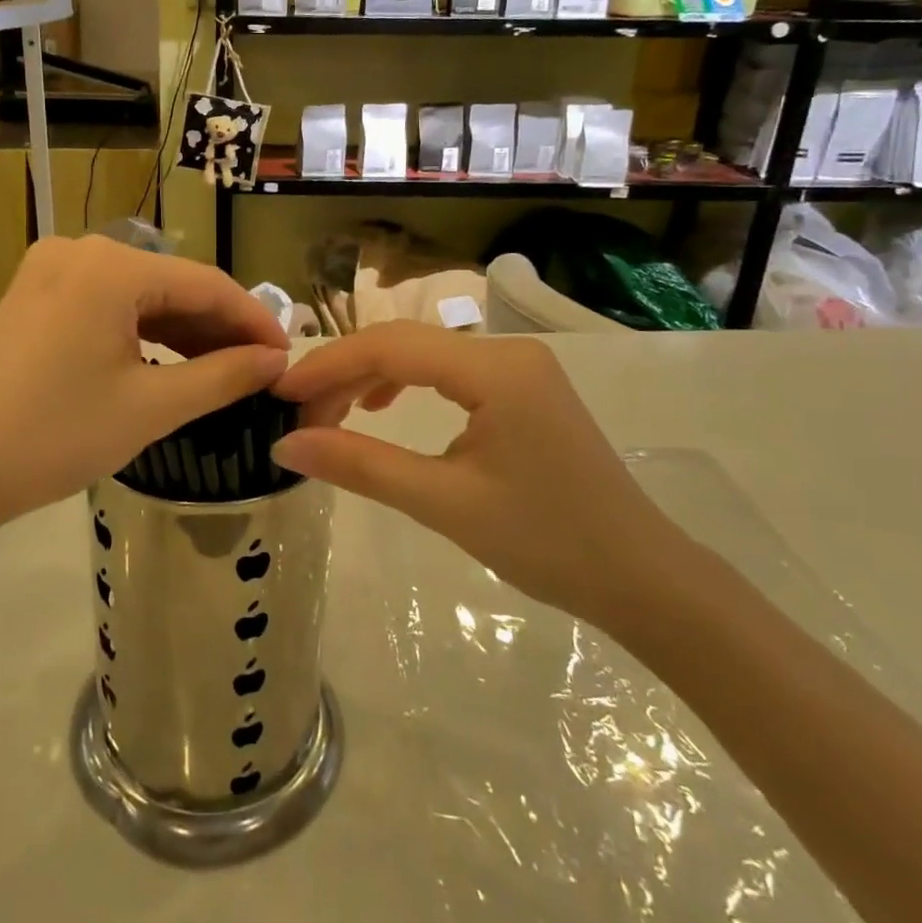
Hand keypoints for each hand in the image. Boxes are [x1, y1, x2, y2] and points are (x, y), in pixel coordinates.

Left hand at [0, 236, 289, 535]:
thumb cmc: (56, 436)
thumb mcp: (151, 407)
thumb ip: (223, 376)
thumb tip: (276, 361)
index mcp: (110, 266)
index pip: (205, 283)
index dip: (253, 320)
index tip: (287, 356)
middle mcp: (80, 250)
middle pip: (171, 284)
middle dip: (217, 327)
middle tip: (258, 369)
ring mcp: (50, 270)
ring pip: (138, 295)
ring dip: (182, 330)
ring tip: (221, 371)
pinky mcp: (34, 296)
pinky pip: (106, 305)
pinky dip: (141, 331)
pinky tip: (168, 361)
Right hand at [272, 322, 691, 627]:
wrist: (642, 579)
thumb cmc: (547, 543)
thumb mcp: (444, 503)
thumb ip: (362, 465)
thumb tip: (285, 445)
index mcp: (495, 369)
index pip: (390, 347)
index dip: (328, 366)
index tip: (279, 394)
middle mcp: (507, 352)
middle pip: (403, 344)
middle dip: (344, 375)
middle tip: (298, 416)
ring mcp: (519, 368)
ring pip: (423, 356)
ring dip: (370, 379)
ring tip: (330, 415)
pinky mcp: (522, 389)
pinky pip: (447, 372)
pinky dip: (405, 385)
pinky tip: (382, 407)